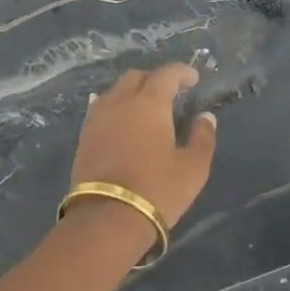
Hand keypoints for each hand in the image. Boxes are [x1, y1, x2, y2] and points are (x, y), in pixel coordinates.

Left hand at [71, 63, 216, 230]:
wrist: (106, 218)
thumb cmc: (157, 190)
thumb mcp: (193, 168)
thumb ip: (202, 137)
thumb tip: (205, 116)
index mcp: (149, 103)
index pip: (166, 74)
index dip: (182, 71)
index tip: (193, 79)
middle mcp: (120, 101)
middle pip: (137, 77)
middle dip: (155, 79)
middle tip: (171, 94)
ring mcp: (98, 117)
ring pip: (116, 91)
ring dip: (133, 92)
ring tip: (147, 110)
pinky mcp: (84, 135)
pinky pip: (102, 108)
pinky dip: (117, 107)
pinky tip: (124, 123)